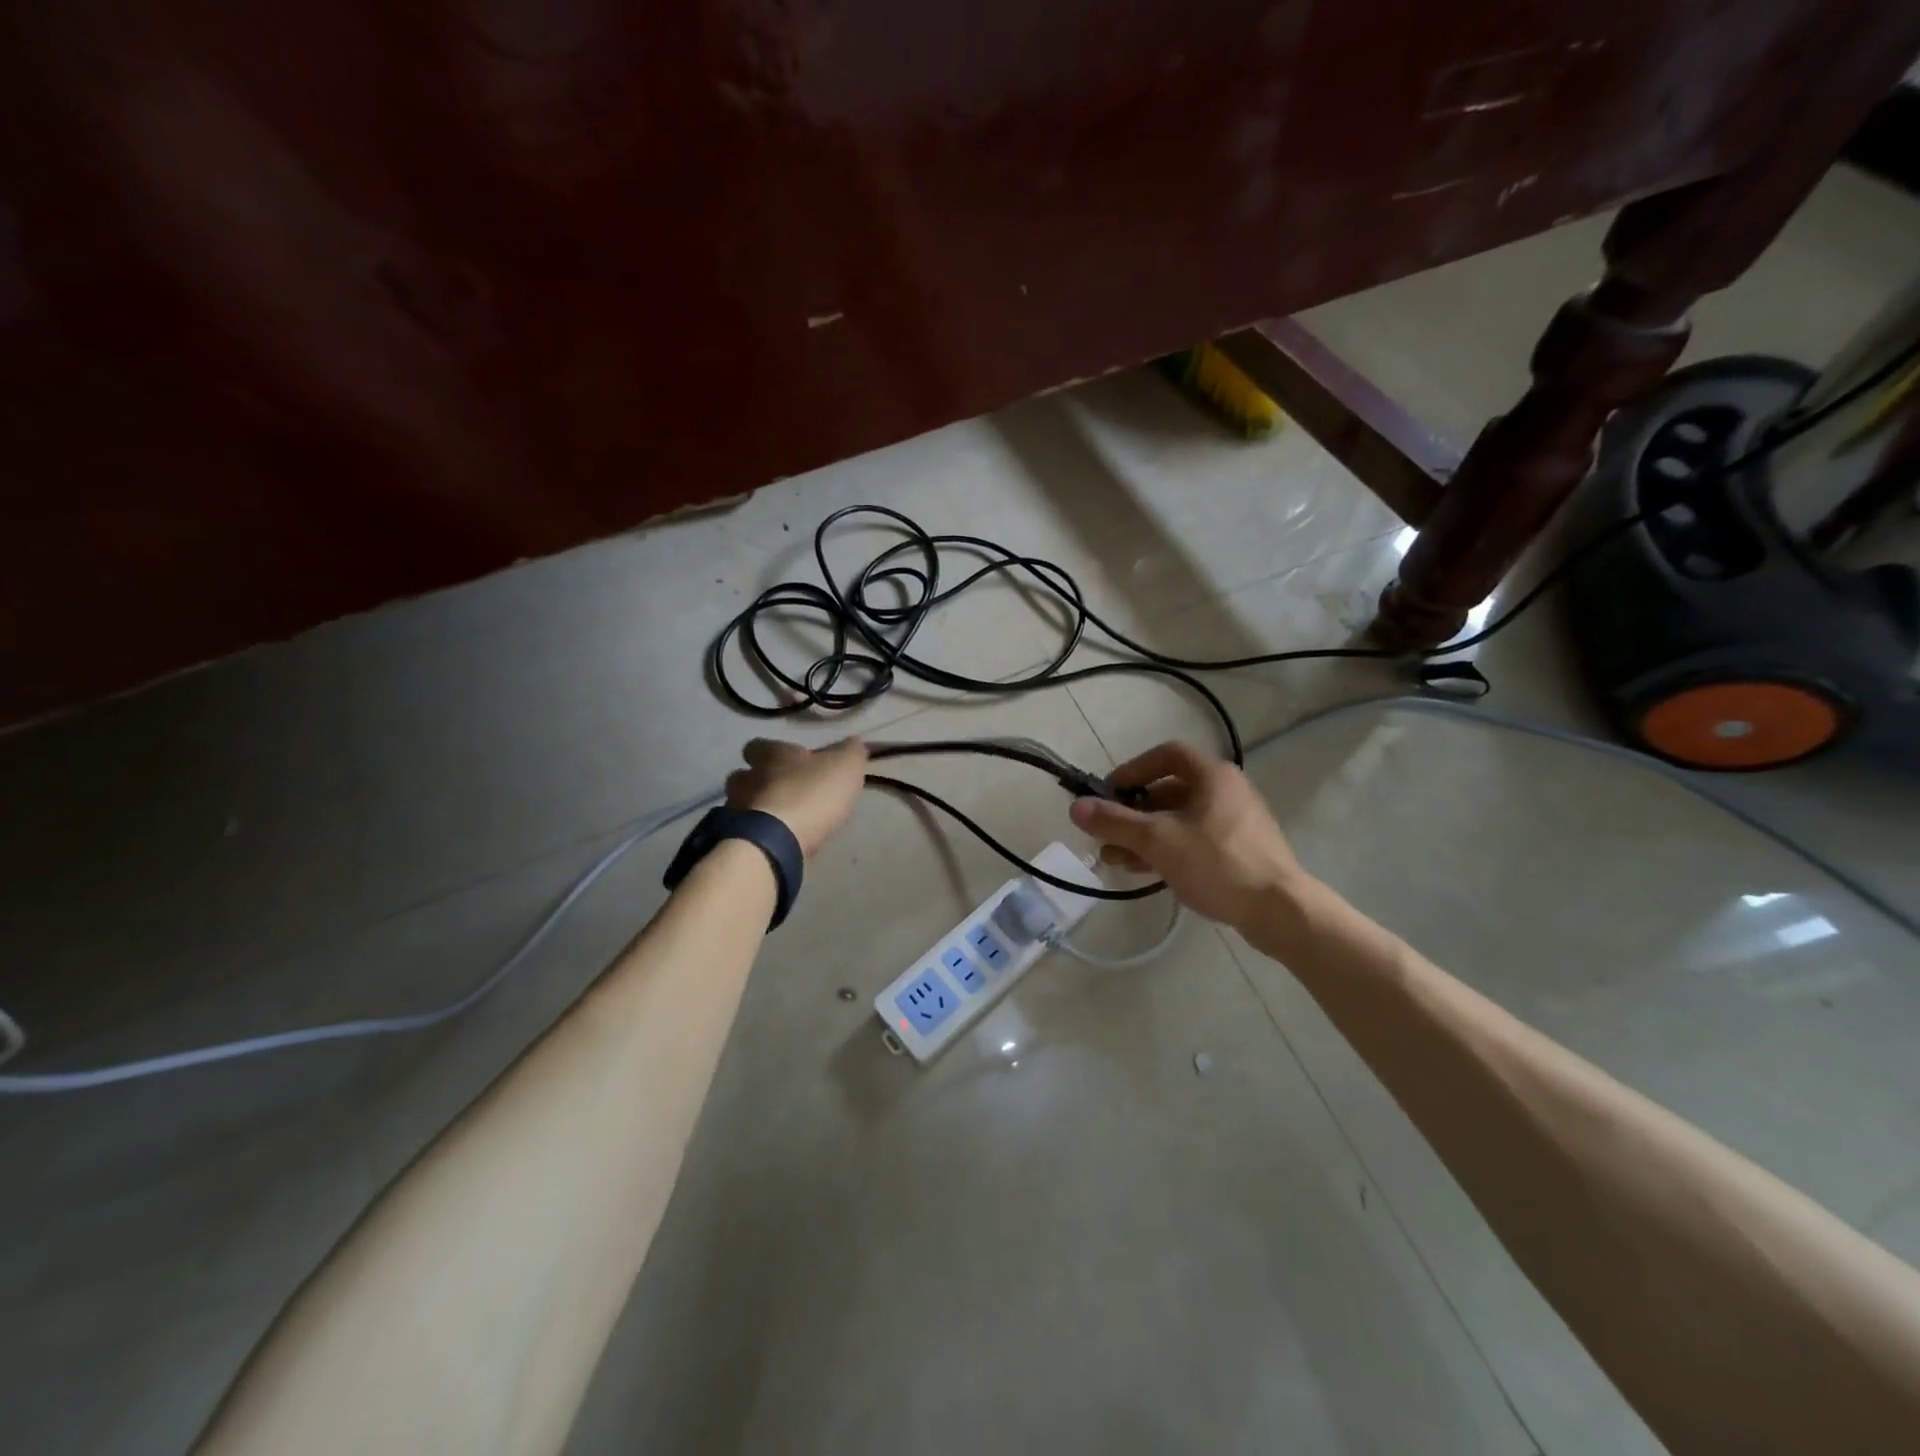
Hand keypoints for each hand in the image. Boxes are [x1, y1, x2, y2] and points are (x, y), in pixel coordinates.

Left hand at [725, 737, 868, 857]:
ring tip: (778, 823)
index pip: (757, 745)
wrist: (775, 842)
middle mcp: (746, 778)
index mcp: (771, 755)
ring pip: (740, 804)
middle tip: (783, 794)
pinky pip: (743, 833)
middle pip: (743, 776)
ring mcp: (735, 810)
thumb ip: (850, 752)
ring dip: (755, 810)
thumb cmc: (811, 794)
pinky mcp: (734, 839)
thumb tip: (853, 743)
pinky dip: (755, 835)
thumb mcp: (845, 766)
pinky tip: (774, 845)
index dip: (770, 752)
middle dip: (759, 783)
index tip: (788, 762)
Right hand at [1068, 741, 1310, 928]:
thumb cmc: (1217, 863)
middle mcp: (1227, 791)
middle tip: (1106, 831)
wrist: (1279, 910)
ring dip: (1145, 835)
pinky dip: (1167, 849)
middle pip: (1169, 791)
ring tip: (1114, 859)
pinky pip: (1195, 840)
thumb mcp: (1157, 840)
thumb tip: (1075, 807)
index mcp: (1212, 776)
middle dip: (1133, 812)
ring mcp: (1236, 822)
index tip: (1109, 792)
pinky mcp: (1240, 851)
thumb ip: (1115, 822)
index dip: (1133, 769)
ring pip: (1179, 820)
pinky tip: (1145, 871)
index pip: (1166, 755)